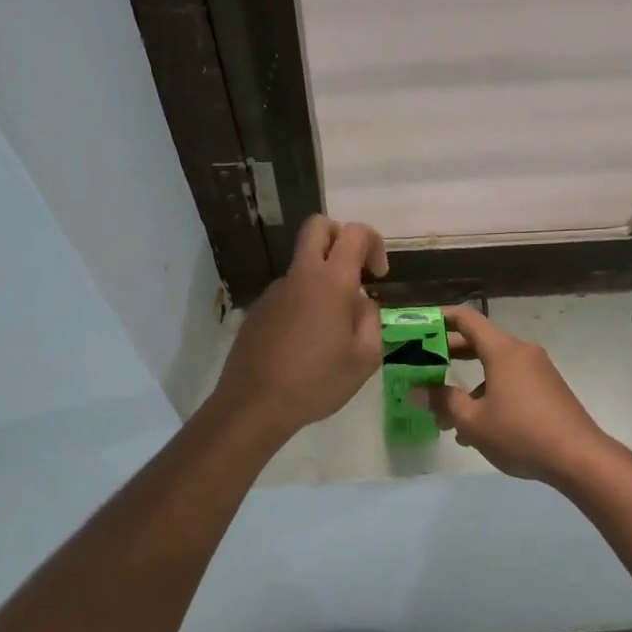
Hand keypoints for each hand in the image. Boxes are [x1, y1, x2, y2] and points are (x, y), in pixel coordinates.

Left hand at [213, 216, 387, 437]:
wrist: (254, 404)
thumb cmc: (317, 382)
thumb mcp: (364, 358)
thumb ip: (371, 320)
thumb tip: (362, 302)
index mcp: (331, 282)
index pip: (355, 232)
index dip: (373, 243)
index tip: (378, 275)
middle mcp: (301, 275)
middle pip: (317, 226)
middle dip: (340, 236)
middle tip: (353, 271)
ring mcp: (275, 290)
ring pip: (303, 264)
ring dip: (322, 278)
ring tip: (331, 330)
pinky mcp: (259, 309)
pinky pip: (288, 292)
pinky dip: (304, 303)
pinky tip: (306, 343)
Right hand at [418, 306, 610, 482]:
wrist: (579, 457)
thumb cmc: (520, 432)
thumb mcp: (473, 421)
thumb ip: (443, 402)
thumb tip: (417, 392)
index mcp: (502, 350)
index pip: (466, 319)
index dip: (441, 318)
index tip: (419, 326)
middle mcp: (521, 352)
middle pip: (480, 343)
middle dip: (450, 355)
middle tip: (423, 367)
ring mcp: (538, 370)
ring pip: (494, 368)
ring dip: (469, 386)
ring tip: (447, 416)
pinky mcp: (548, 389)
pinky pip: (511, 382)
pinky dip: (490, 394)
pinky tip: (478, 429)